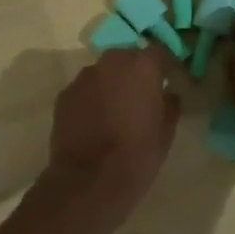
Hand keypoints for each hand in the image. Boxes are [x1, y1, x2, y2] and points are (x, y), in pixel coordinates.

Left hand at [47, 46, 181, 225]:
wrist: (88, 182)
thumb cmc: (136, 156)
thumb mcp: (166, 133)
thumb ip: (170, 105)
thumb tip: (168, 93)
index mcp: (142, 67)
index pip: (159, 51)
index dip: (165, 64)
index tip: (169, 77)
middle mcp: (112, 63)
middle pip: (128, 57)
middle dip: (135, 71)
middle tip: (141, 95)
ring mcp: (84, 77)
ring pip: (104, 72)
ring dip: (111, 83)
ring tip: (115, 110)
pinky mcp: (64, 95)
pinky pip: (85, 89)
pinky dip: (92, 98)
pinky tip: (94, 121)